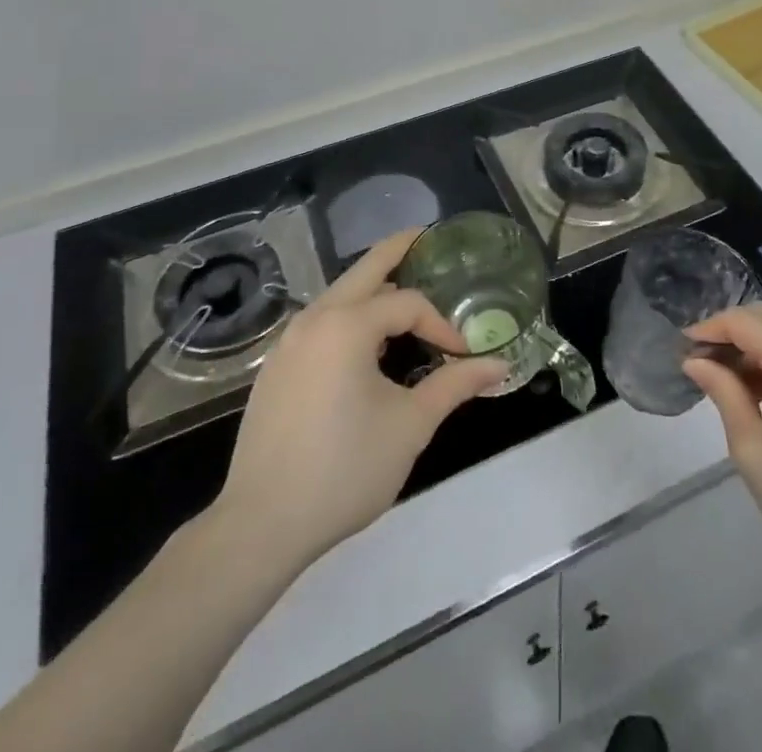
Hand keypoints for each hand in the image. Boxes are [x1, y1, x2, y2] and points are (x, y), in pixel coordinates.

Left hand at [206, 229, 505, 574]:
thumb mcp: (410, 425)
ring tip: (406, 293)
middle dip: (399, 250)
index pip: (408, 304)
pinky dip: (350, 314)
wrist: (261, 525)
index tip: (463, 355)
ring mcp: (289, 341)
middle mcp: (314, 319)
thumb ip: (455, 385)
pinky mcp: (277, 367)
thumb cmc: (344, 469)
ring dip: (374, 287)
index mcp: (346, 324)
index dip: (441, 323)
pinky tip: (367, 342)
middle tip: (427, 237)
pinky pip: (322, 322)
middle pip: (365, 269)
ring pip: (340, 295)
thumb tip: (499, 365)